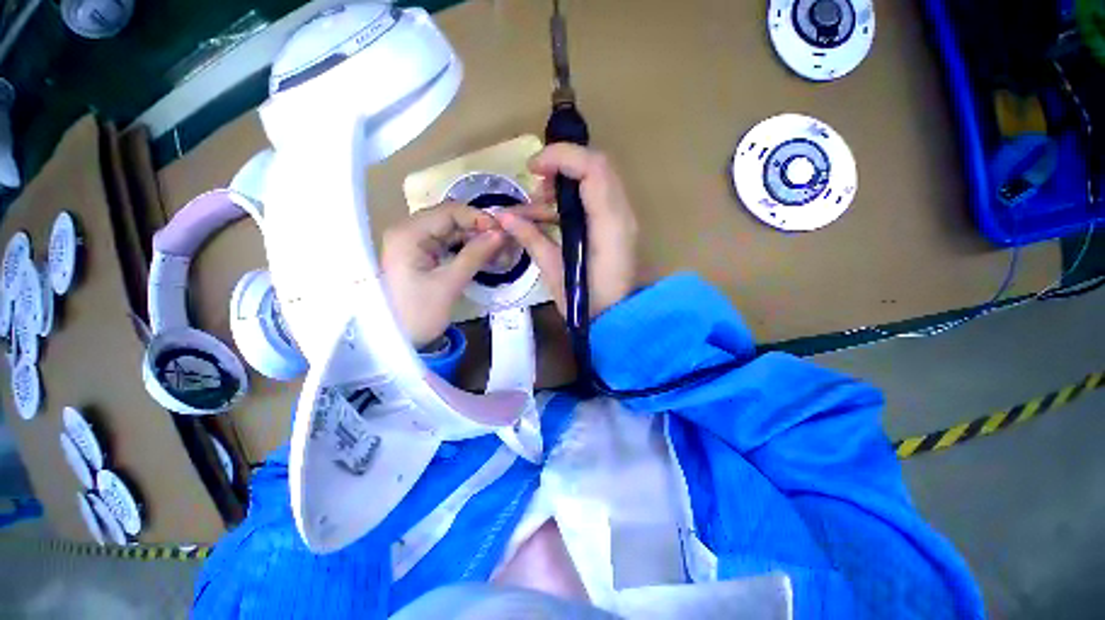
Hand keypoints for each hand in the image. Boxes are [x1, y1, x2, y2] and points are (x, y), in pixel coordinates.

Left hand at [382, 203, 506, 346]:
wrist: (397, 341)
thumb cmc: (418, 313)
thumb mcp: (449, 284)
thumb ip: (475, 255)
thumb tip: (501, 234)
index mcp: (408, 234)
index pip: (449, 211)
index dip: (478, 218)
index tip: (502, 232)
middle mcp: (408, 231)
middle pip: (450, 219)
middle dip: (479, 229)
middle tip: (504, 243)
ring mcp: (414, 243)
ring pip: (451, 231)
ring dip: (475, 239)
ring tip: (498, 250)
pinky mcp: (420, 255)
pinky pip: (448, 243)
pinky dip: (466, 248)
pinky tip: (484, 255)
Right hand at [497, 144, 637, 318]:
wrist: (617, 322)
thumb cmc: (586, 303)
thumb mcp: (555, 271)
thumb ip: (532, 238)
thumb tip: (503, 217)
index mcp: (609, 224)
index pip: (593, 168)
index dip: (561, 157)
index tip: (532, 168)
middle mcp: (620, 214)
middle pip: (596, 167)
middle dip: (562, 167)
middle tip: (536, 185)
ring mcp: (621, 220)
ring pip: (595, 182)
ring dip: (564, 185)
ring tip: (536, 205)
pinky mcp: (615, 228)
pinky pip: (595, 200)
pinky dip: (571, 202)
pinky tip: (547, 217)